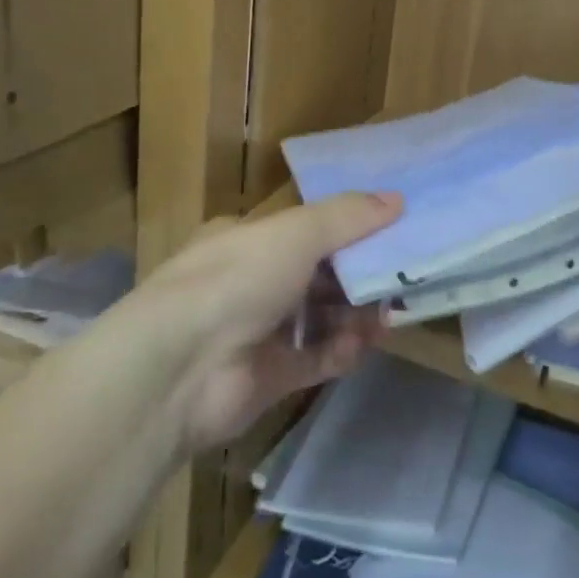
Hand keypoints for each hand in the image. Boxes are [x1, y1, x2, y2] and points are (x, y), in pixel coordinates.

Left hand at [154, 191, 401, 450]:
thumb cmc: (237, 279)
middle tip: (399, 278)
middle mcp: (250, 282)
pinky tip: (361, 344)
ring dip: (354, 314)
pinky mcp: (268, 377)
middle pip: (317, 275)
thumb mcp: (296, 233)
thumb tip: (397, 199)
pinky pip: (314, 360)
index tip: (389, 232)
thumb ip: (347, 216)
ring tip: (387, 314)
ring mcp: (258, 332)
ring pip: (319, 318)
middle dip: (357, 276)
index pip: (304, 229)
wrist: (180, 369)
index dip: (347, 230)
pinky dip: (340, 350)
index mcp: (247, 239)